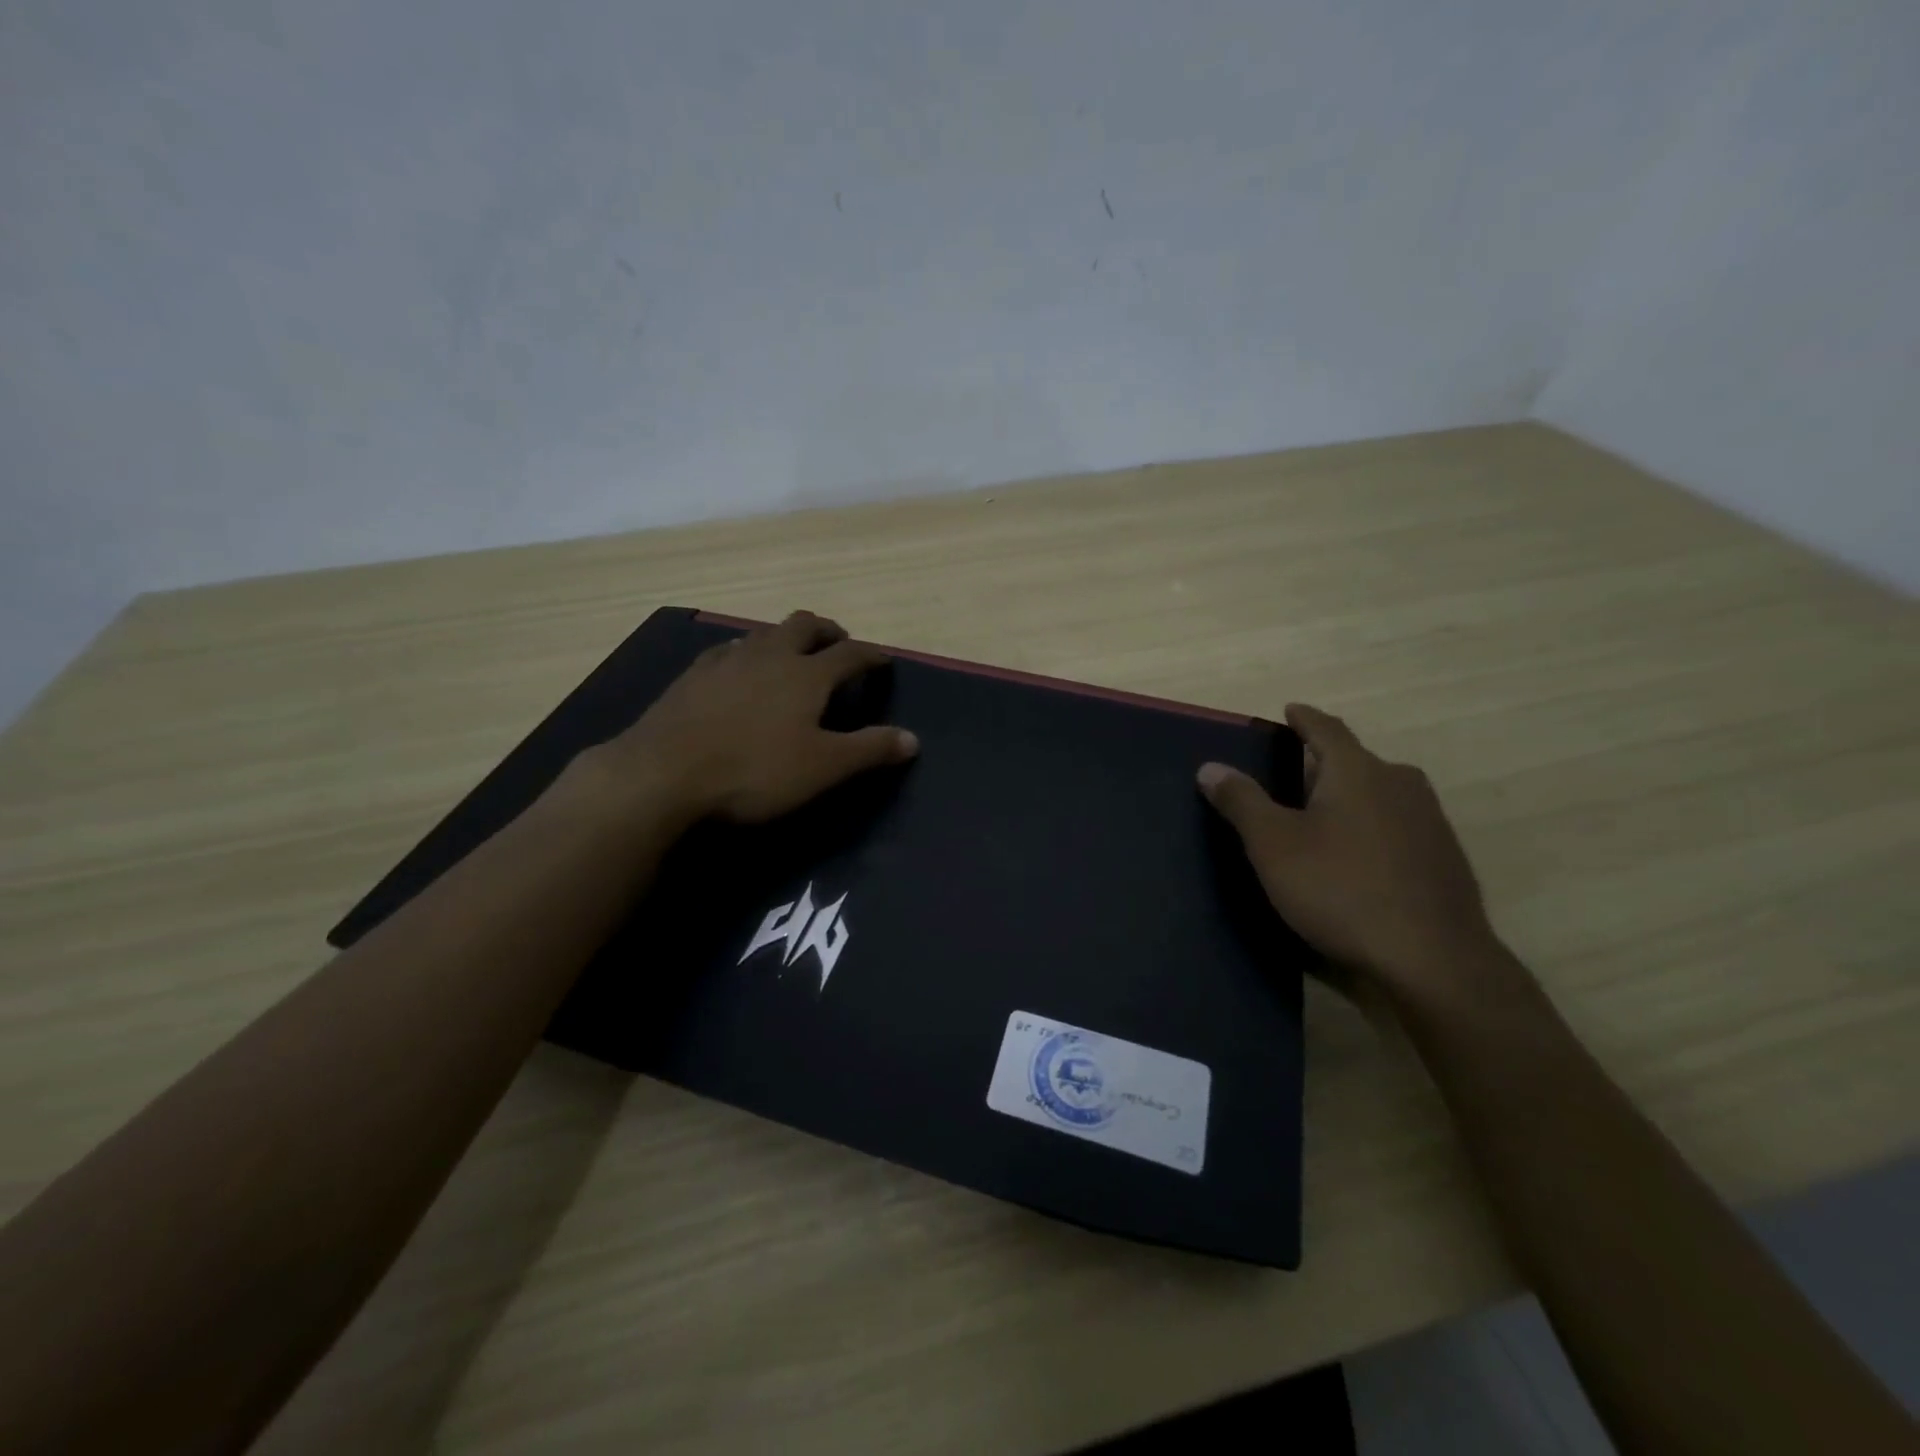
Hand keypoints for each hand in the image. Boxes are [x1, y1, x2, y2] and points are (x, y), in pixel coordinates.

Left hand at [584, 611, 918, 826]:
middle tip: (838, 644)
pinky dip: (747, 653)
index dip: (872, 655)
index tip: (884, 659)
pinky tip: (739, 670)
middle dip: (827, 630)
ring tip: (792, 656)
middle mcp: (769, 655)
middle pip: (804, 625)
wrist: (663, 774)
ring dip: (786, 638)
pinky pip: (728, 650)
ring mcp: (726, 661)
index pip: (850, 654)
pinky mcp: (692, 676)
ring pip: (764, 632)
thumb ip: (869, 750)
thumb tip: (913, 739)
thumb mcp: (822, 768)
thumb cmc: (754, 771)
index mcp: (806, 674)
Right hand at [1198, 704, 1507, 1005]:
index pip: (1326, 729)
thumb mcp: (1273, 845)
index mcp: (1358, 771)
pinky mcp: (1443, 858)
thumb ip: (1241, 801)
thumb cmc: (1340, 889)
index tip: (1290, 710)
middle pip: (1355, 761)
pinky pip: (1396, 826)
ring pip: (1379, 794)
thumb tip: (1210, 766)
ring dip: (1349, 798)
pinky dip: (1370, 828)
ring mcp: (1429, 821)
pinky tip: (1355, 858)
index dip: (1304, 718)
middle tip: (1290, 778)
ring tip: (1319, 818)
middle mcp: (1400, 784)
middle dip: (1323, 764)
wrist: (1432, 960)